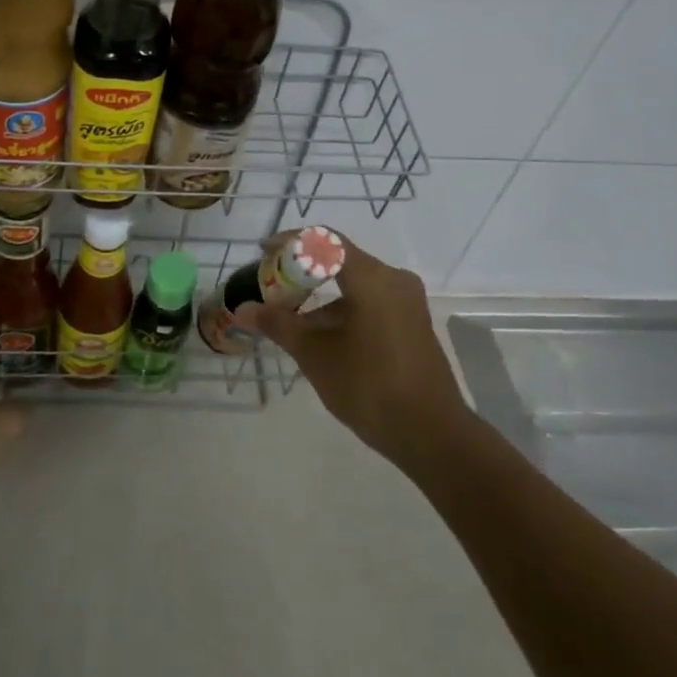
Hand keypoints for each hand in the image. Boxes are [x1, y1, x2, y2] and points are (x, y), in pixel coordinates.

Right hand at [236, 237, 470, 465]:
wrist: (432, 435)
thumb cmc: (369, 387)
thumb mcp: (316, 356)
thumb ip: (279, 325)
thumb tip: (243, 309)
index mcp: (373, 279)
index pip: (325, 241)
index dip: (290, 242)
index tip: (263, 253)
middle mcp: (393, 280)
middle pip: (339, 260)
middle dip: (301, 270)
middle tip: (271, 286)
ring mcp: (406, 302)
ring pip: (354, 283)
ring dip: (319, 294)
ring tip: (287, 316)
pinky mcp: (410, 322)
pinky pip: (369, 301)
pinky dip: (340, 309)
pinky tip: (318, 335)